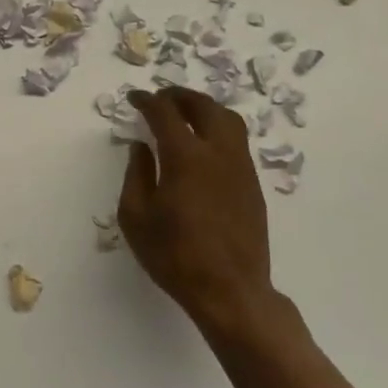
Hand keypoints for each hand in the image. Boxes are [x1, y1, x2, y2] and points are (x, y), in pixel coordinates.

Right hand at [118, 88, 279, 339]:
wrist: (230, 291)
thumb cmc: (175, 256)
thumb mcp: (136, 218)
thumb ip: (136, 174)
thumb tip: (140, 147)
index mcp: (185, 157)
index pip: (165, 113)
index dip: (147, 100)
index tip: (134, 98)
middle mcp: (217, 152)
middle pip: (203, 106)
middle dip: (180, 96)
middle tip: (162, 98)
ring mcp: (241, 167)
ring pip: (228, 119)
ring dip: (205, 108)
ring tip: (186, 114)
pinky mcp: (253, 184)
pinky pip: (237, 141)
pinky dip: (218, 129)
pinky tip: (204, 145)